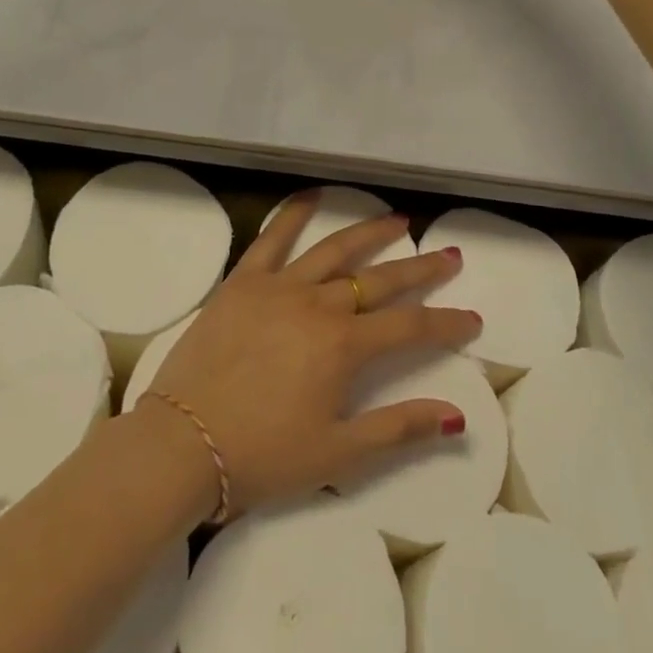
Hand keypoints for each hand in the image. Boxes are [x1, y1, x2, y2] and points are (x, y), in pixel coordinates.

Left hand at [143, 193, 481, 516]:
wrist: (181, 444)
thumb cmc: (261, 456)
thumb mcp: (337, 455)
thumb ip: (398, 430)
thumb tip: (455, 415)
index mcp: (343, 346)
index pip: (410, 328)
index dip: (446, 323)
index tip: (472, 318)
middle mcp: (318, 304)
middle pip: (380, 279)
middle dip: (420, 269)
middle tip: (449, 256)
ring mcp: (279, 287)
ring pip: (334, 250)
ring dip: (370, 232)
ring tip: (398, 219)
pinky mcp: (243, 282)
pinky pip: (271, 238)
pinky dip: (294, 214)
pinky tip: (313, 196)